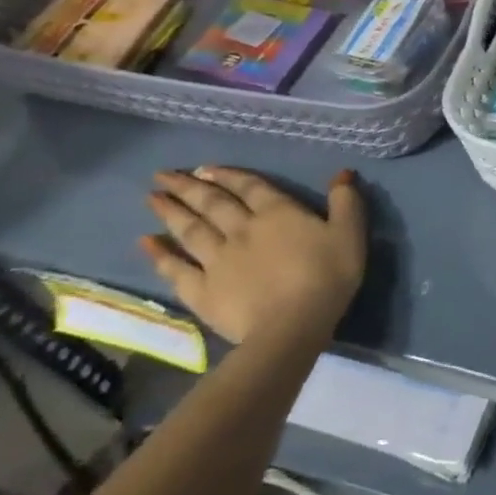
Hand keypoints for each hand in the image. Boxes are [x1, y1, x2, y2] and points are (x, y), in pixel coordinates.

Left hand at [141, 167, 366, 347]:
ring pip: (190, 230)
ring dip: (170, 212)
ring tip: (151, 198)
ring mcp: (218, 260)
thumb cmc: (327, 276)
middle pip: (212, 203)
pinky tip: (146, 243)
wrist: (292, 326)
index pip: (249, 186)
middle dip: (188, 187)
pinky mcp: (202, 290)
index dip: (228, 175)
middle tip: (163, 175)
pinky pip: (175, 269)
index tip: (204, 168)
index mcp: (277, 213)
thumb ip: (345, 201)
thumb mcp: (349, 233)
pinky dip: (160, 255)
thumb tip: (341, 174)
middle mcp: (242, 229)